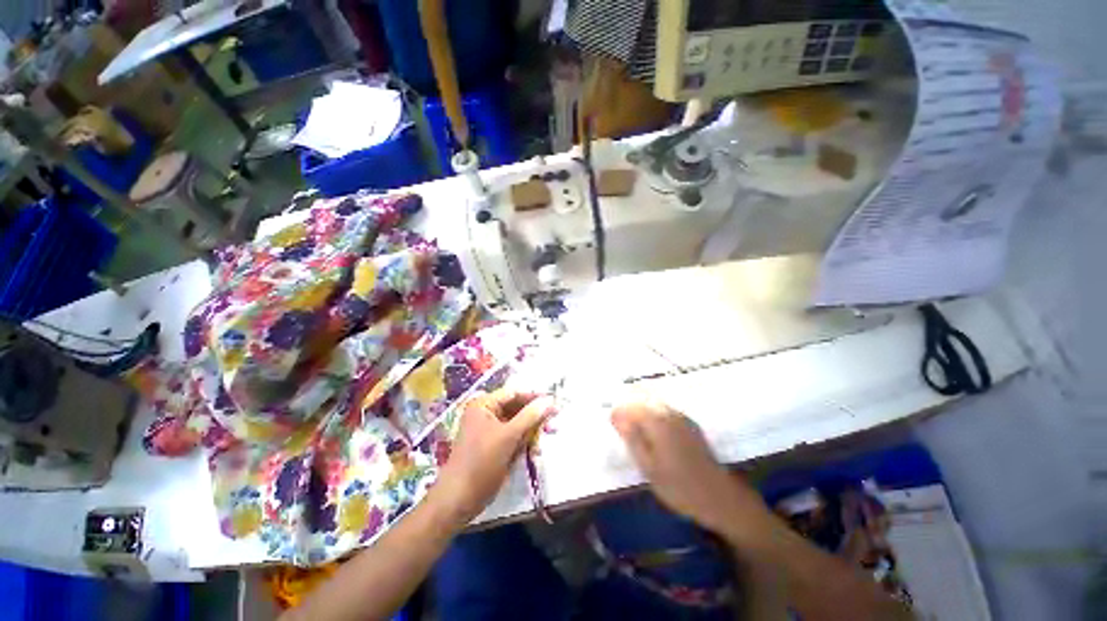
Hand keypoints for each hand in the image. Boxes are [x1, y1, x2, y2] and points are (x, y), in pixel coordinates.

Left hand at [433, 390, 554, 523]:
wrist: (459, 500)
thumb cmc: (481, 462)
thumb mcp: (508, 436)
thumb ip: (530, 416)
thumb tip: (550, 400)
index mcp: (484, 405)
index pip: (514, 393)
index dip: (535, 396)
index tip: (555, 401)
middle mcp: (486, 413)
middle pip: (517, 408)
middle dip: (535, 416)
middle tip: (554, 422)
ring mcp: (490, 430)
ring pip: (518, 424)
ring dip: (532, 431)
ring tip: (548, 436)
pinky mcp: (494, 446)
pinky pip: (514, 437)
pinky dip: (525, 442)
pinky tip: (535, 450)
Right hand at [611, 401, 769, 541]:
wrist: (719, 498)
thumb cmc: (680, 486)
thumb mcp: (648, 466)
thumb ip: (632, 437)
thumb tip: (615, 415)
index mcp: (658, 422)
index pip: (631, 406)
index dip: (618, 412)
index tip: (611, 423)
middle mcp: (670, 413)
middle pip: (643, 400)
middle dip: (629, 408)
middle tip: (620, 425)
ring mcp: (682, 418)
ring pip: (655, 403)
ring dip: (641, 410)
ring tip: (634, 428)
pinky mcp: (690, 425)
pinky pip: (665, 410)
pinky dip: (654, 415)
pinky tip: (653, 432)